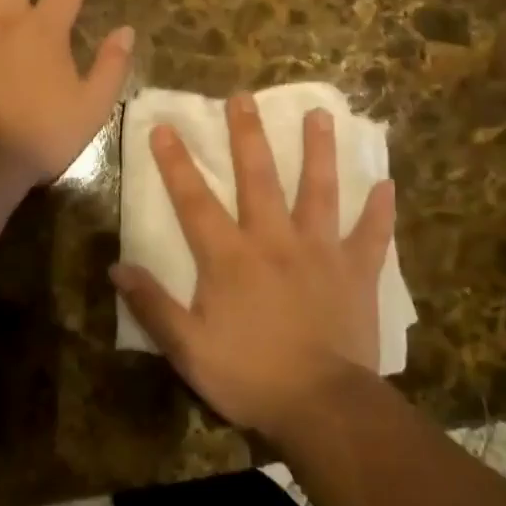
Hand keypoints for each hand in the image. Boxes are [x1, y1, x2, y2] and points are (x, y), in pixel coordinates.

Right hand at [111, 93, 396, 439]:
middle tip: (244, 97)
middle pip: (258, 177)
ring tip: (320, 114)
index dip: (176, 162)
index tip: (164, 126)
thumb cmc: (250, 377)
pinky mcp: (355, 272)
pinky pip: (371, 235)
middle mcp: (274, 240)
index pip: (195, 200)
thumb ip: (153, 306)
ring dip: (318, 151)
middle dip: (248, 135)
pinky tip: (388, 184)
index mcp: (230, 257)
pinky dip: (380, 210)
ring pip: (319, 190)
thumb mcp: (188, 350)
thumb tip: (117, 267)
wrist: (322, 408)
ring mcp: (320, 251)